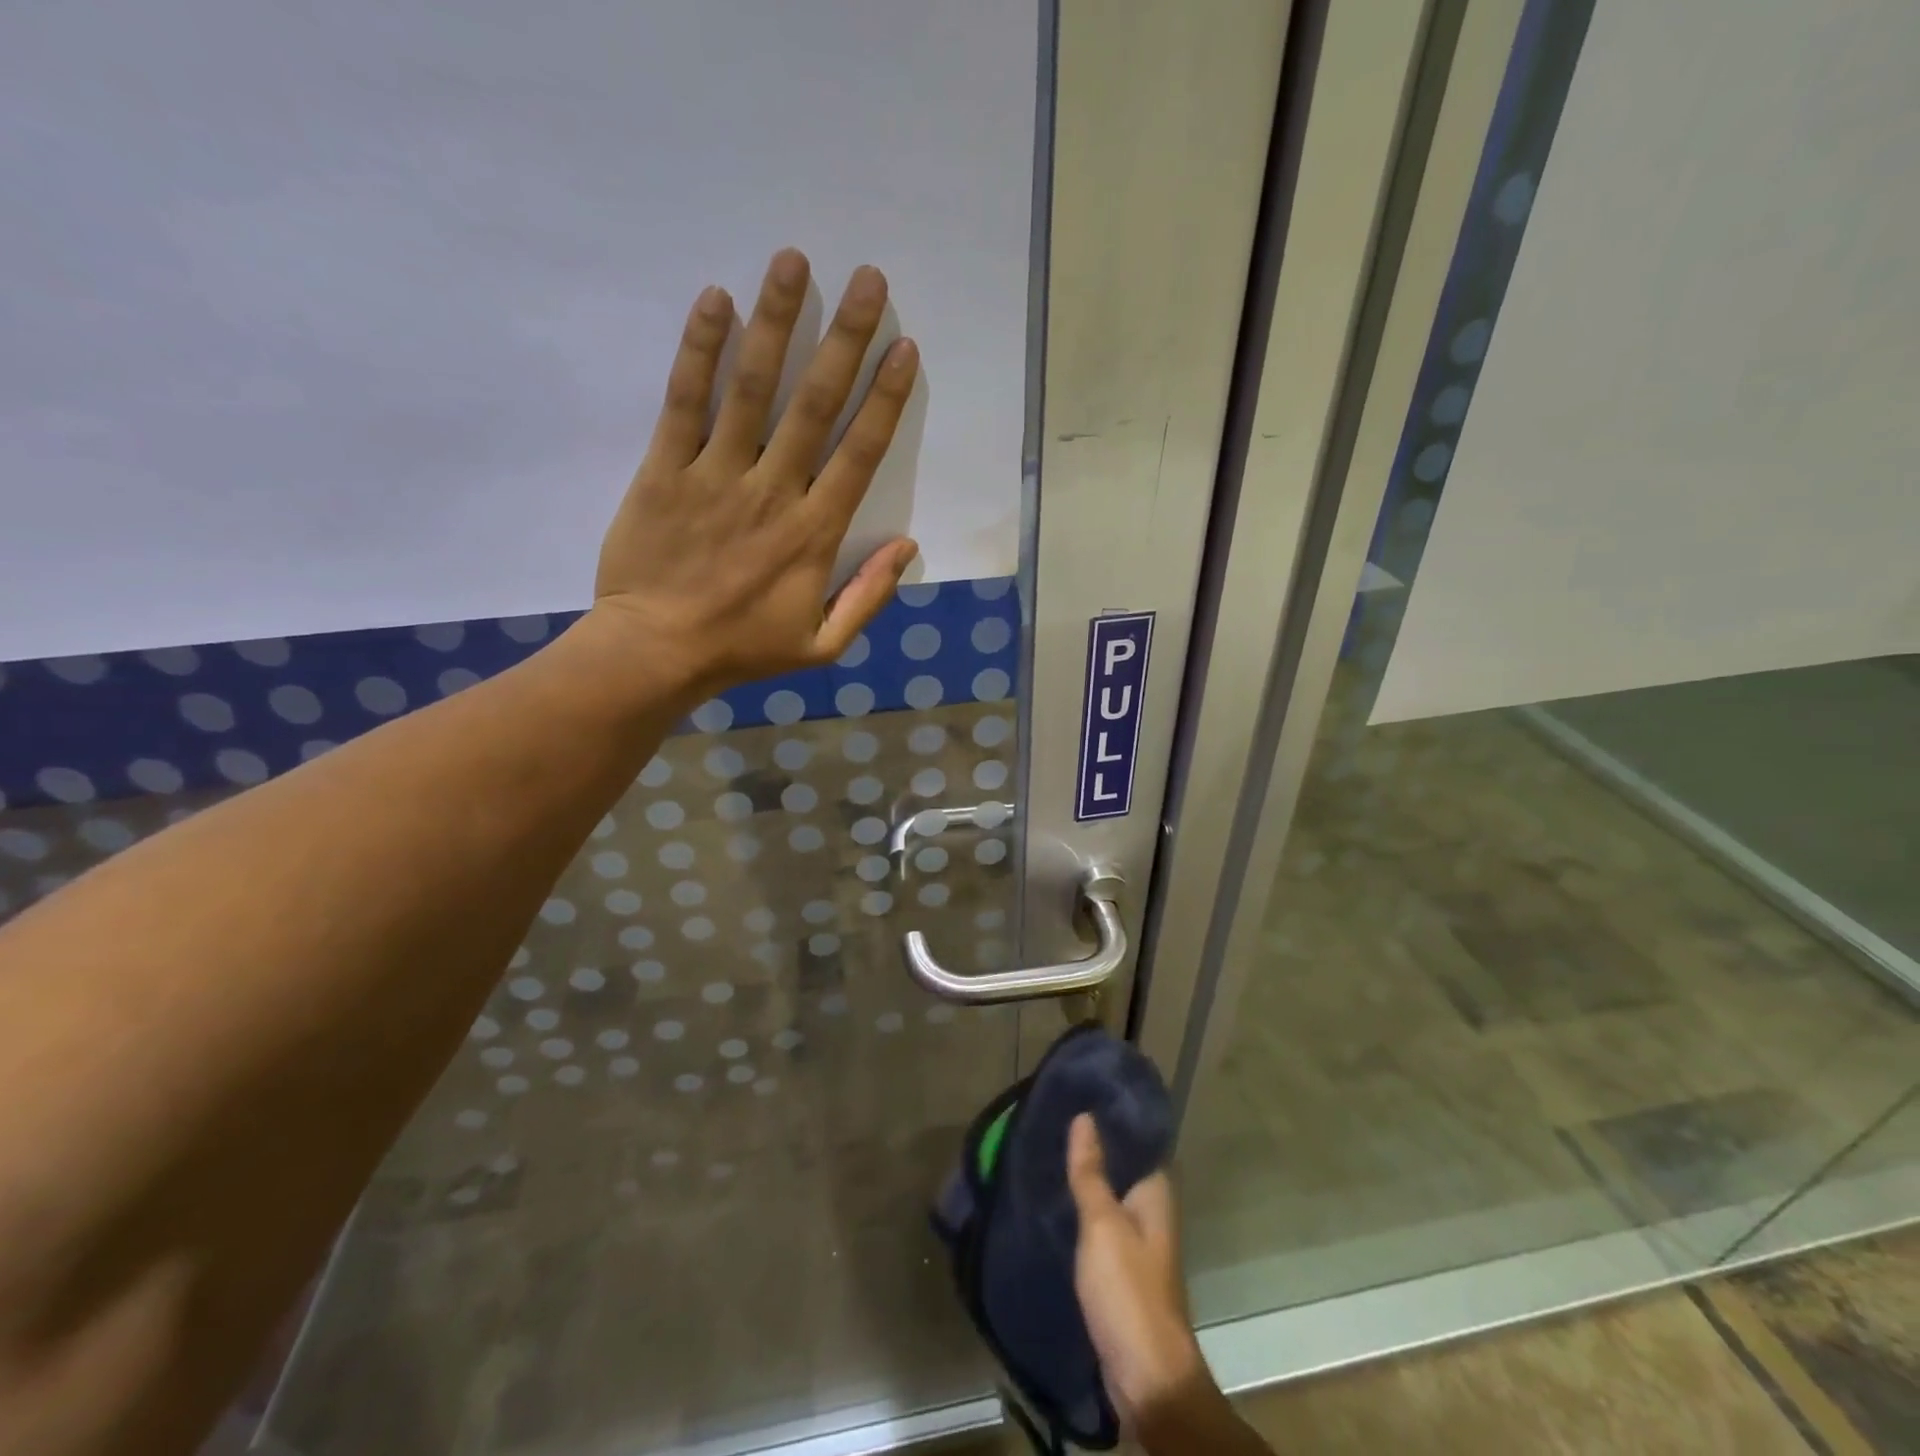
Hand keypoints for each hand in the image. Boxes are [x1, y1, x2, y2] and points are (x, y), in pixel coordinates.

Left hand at [591, 247, 920, 698]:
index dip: (885, 399)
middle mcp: (773, 491)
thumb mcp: (822, 645)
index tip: (904, 348)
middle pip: (814, 405)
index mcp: (814, 534)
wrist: (656, 653)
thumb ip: (868, 596)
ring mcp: (716, 475)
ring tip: (793, 262)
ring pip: (751, 389)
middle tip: (868, 280)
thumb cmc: (743, 649)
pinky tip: (715, 300)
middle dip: (846, 340)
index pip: (859, 454)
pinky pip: (684, 402)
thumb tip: (907, 546)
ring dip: (776, 322)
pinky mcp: (665, 470)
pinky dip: (699, 350)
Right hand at [1066, 1113, 1209, 1431]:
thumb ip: (1092, 1172)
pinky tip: (1055, 1200)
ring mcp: (1138, 1241)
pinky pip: (1100, 1223)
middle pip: (1122, 1166)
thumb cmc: (1128, 1290)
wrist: (1146, 1378)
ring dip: (1086, 1178)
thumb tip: (1085, 1116)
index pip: (1138, 1139)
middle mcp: (1152, 1211)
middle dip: (1093, 1145)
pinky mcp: (1121, 1268)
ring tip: (1047, 1150)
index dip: (1113, 1116)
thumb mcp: (1103, 1225)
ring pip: (1109, 1195)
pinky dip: (1082, 1209)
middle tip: (1054, 1117)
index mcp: (1156, 1193)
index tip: (1081, 1092)